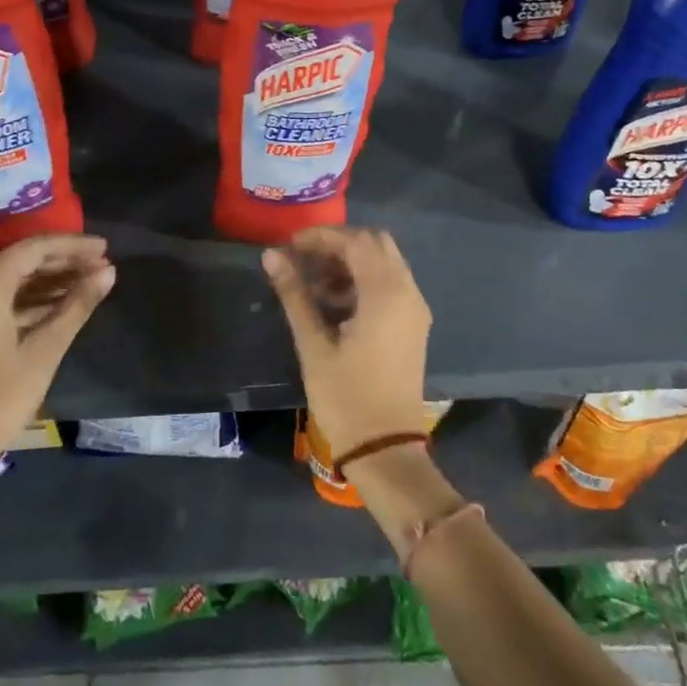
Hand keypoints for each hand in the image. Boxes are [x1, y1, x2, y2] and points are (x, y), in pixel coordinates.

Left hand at [0, 234, 115, 477]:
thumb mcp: (45, 350)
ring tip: (89, 284)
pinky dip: (29, 300)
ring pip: (10, 280)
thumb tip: (108, 271)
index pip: (35, 248)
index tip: (105, 247)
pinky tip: (59, 306)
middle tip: (102, 266)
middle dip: (63, 262)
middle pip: (21, 261)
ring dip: (48, 281)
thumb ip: (77, 305)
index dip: (73, 246)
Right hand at [261, 226, 431, 460]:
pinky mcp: (414, 326)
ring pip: (385, 263)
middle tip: (304, 260)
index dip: (322, 236)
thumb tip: (271, 255)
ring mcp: (414, 310)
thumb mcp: (313, 344)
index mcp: (386, 293)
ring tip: (314, 286)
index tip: (290, 245)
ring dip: (351, 263)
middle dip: (339, 245)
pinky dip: (364, 281)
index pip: (356, 241)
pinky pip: (391, 285)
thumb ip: (294, 294)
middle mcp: (408, 292)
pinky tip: (335, 304)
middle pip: (376, 244)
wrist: (386, 449)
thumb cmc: (345, 397)